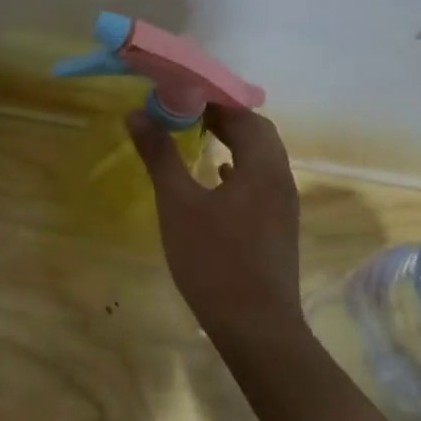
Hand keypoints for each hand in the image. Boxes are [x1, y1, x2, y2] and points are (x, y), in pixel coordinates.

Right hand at [128, 104, 303, 338]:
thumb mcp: (178, 204)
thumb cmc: (214, 260)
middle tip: (186, 113)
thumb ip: (160, 156)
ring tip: (196, 138)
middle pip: (257, 134)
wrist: (256, 327)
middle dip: (223, 118)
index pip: (244, 114)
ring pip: (260, 159)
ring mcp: (283, 206)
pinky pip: (259, 182)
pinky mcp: (277, 228)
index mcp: (262, 166)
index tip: (180, 94)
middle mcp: (280, 179)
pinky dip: (237, 170)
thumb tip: (137, 114)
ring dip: (232, 143)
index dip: (213, 99)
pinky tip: (214, 179)